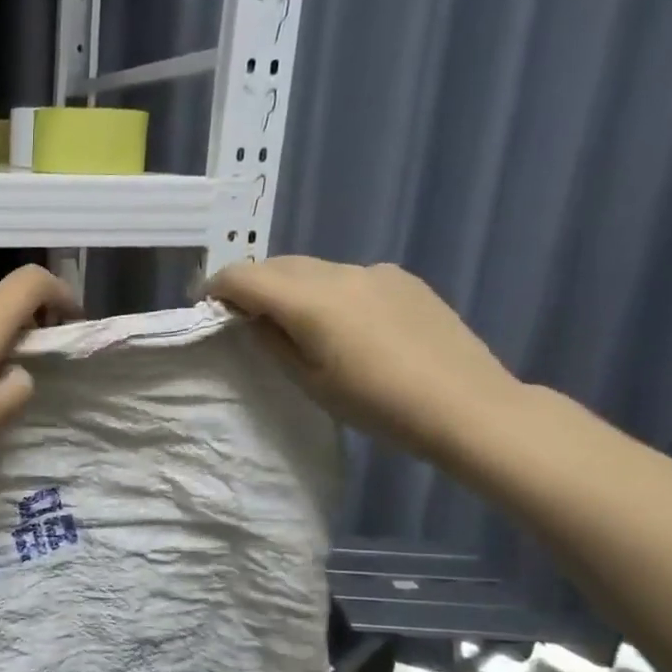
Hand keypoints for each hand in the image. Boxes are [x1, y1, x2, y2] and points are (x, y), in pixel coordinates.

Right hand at [205, 257, 521, 462]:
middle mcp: (339, 273)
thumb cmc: (377, 404)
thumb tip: (252, 319)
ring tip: (292, 322)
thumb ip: (272, 343)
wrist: (466, 406)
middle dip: (251, 284)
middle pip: (277, 265)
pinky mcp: (402, 279)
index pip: (244, 276)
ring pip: (313, 269)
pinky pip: (348, 277)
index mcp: (310, 300)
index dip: (216, 287)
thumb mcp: (309, 382)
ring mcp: (375, 272)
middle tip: (241, 316)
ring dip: (290, 287)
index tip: (205, 306)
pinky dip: (327, 291)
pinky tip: (343, 325)